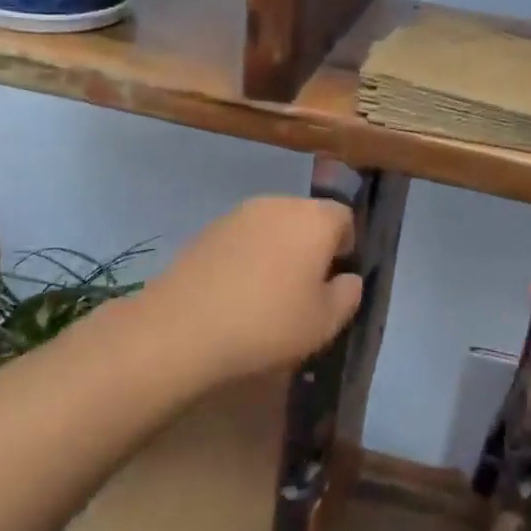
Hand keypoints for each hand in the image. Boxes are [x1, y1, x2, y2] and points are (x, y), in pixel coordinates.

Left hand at [124, 197, 363, 382]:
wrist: (182, 327)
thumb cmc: (268, 323)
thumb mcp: (325, 322)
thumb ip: (348, 295)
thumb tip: (348, 278)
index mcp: (315, 219)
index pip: (345, 217)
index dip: (346, 246)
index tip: (335, 279)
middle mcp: (279, 204)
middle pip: (308, 217)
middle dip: (312, 245)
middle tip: (305, 288)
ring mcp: (239, 213)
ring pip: (274, 225)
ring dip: (279, 249)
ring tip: (268, 291)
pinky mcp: (208, 228)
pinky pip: (244, 237)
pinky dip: (248, 255)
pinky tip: (237, 290)